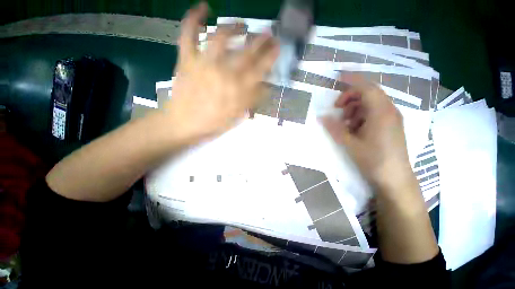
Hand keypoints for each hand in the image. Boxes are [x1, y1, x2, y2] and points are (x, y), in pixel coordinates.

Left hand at [163, 2, 278, 144]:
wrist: (184, 124)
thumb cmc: (213, 124)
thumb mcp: (237, 116)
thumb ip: (252, 100)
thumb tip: (265, 86)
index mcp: (237, 90)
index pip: (259, 69)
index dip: (270, 56)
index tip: (277, 47)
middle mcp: (224, 73)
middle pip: (246, 52)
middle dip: (261, 40)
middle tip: (269, 33)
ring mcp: (203, 63)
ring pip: (222, 36)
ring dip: (235, 27)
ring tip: (243, 25)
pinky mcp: (187, 59)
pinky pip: (188, 33)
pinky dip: (194, 18)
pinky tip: (203, 7)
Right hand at [322, 80, 413, 191]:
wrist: (395, 179)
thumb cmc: (372, 160)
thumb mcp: (349, 144)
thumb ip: (334, 128)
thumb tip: (321, 117)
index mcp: (381, 113)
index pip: (366, 88)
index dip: (352, 80)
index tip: (338, 76)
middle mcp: (389, 111)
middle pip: (369, 93)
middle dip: (350, 97)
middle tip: (336, 108)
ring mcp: (392, 118)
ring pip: (371, 103)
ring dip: (355, 107)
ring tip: (344, 122)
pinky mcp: (391, 126)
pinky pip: (374, 113)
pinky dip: (361, 115)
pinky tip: (354, 128)